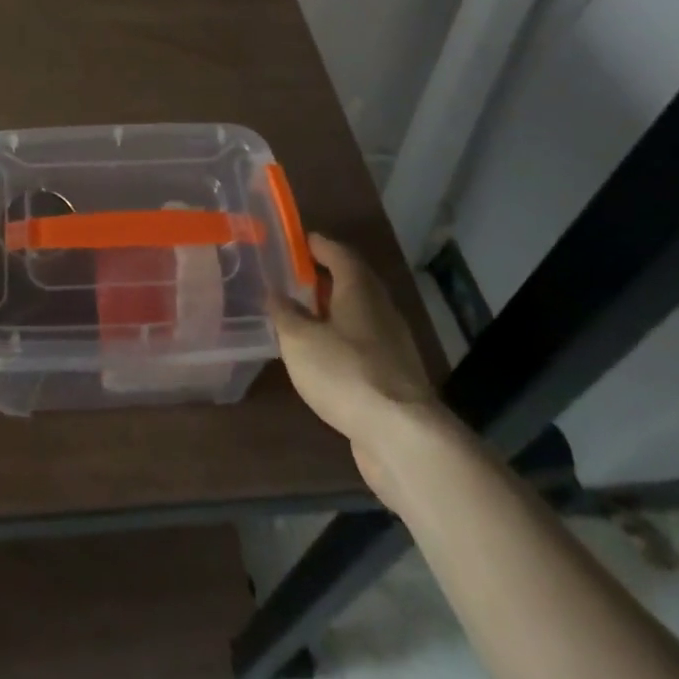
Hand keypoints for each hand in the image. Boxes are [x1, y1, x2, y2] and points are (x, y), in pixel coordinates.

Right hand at [269, 234, 435, 445]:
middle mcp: (380, 309)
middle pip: (353, 282)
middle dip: (325, 278)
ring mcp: (393, 345)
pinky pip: (364, 346)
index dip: (317, 245)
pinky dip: (343, 342)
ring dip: (334, 312)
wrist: (403, 437)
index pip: (338, 253)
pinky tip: (324, 357)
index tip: (296, 241)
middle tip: (294, 279)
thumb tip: (275, 293)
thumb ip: (284, 313)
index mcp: (359, 289)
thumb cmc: (346, 372)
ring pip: (359, 316)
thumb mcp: (299, 340)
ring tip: (303, 317)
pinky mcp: (395, 378)